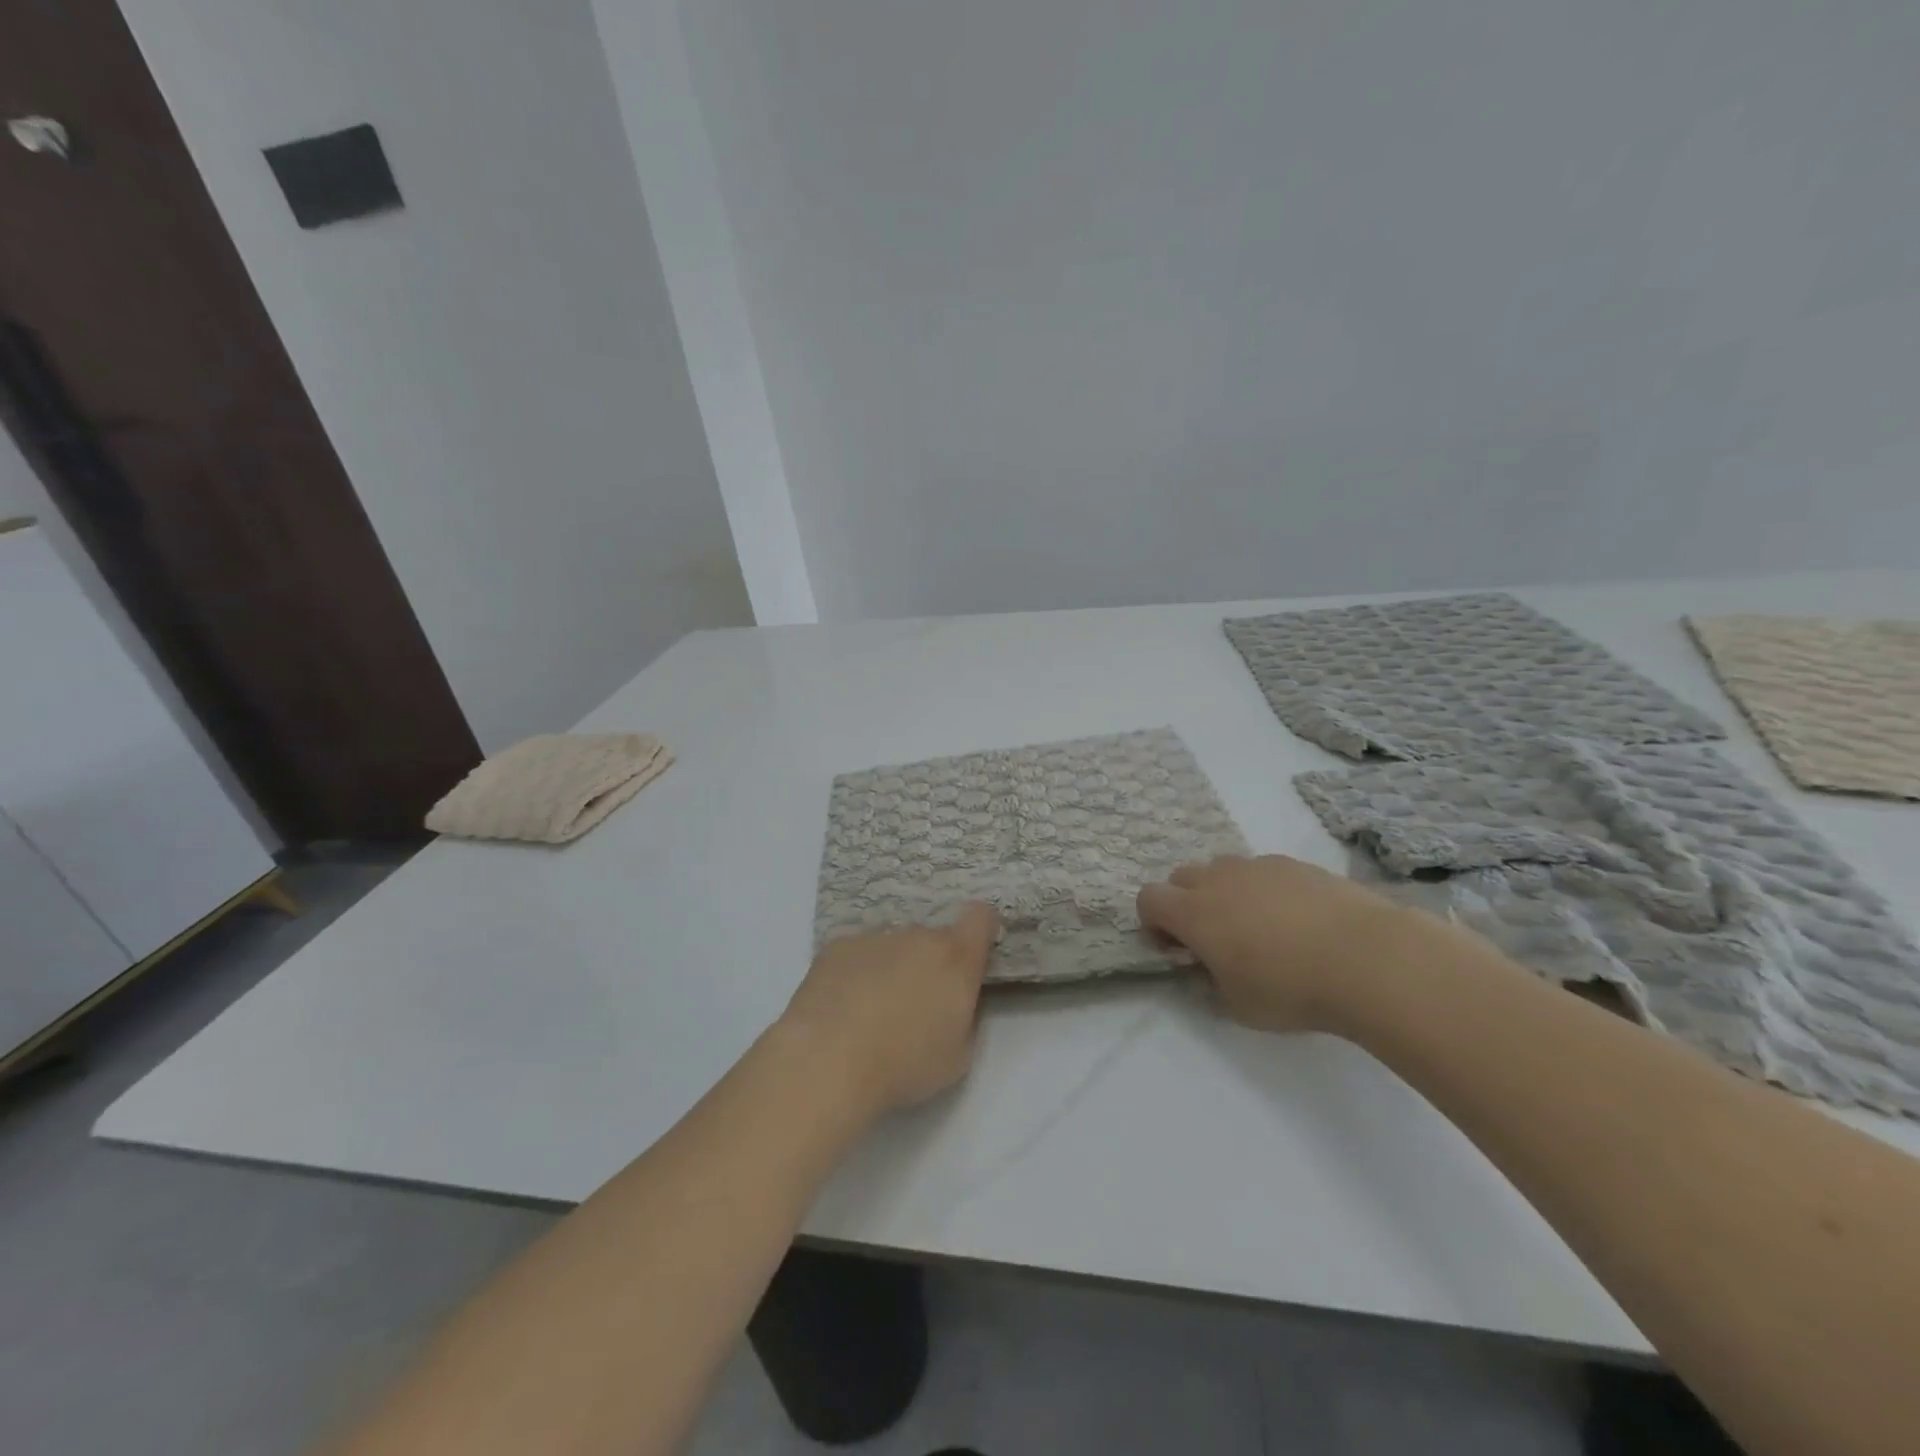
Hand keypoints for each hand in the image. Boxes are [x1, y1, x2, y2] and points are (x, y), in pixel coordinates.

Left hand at [777, 904, 998, 1114]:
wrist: (827, 1062)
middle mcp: (918, 936)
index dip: (980, 930)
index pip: (980, 917)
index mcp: (956, 959)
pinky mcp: (837, 946)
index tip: (973, 954)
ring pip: (893, 946)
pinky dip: (856, 972)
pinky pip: (858, 953)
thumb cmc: (903, 1065)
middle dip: (930, 964)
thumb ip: (965, 1016)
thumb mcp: (958, 1055)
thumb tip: (954, 1000)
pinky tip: (841, 1008)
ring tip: (871, 1012)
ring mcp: (875, 937)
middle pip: (933, 938)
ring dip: (892, 967)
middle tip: (914, 1006)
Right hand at [1137, 855, 1424, 1032]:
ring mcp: (1258, 866)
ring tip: (1258, 925)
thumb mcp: (1238, 1006)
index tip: (1178, 949)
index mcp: (1193, 913)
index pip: (1148, 899)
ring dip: (1224, 891)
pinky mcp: (1294, 864)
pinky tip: (1297, 919)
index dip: (1154, 923)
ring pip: (1222, 868)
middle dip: (1186, 902)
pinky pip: (1262, 870)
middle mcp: (1218, 880)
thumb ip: (1211, 982)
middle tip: (1214, 938)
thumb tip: (1209, 968)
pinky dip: (1264, 888)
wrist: (1367, 958)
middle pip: (1181, 877)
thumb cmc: (1291, 989)